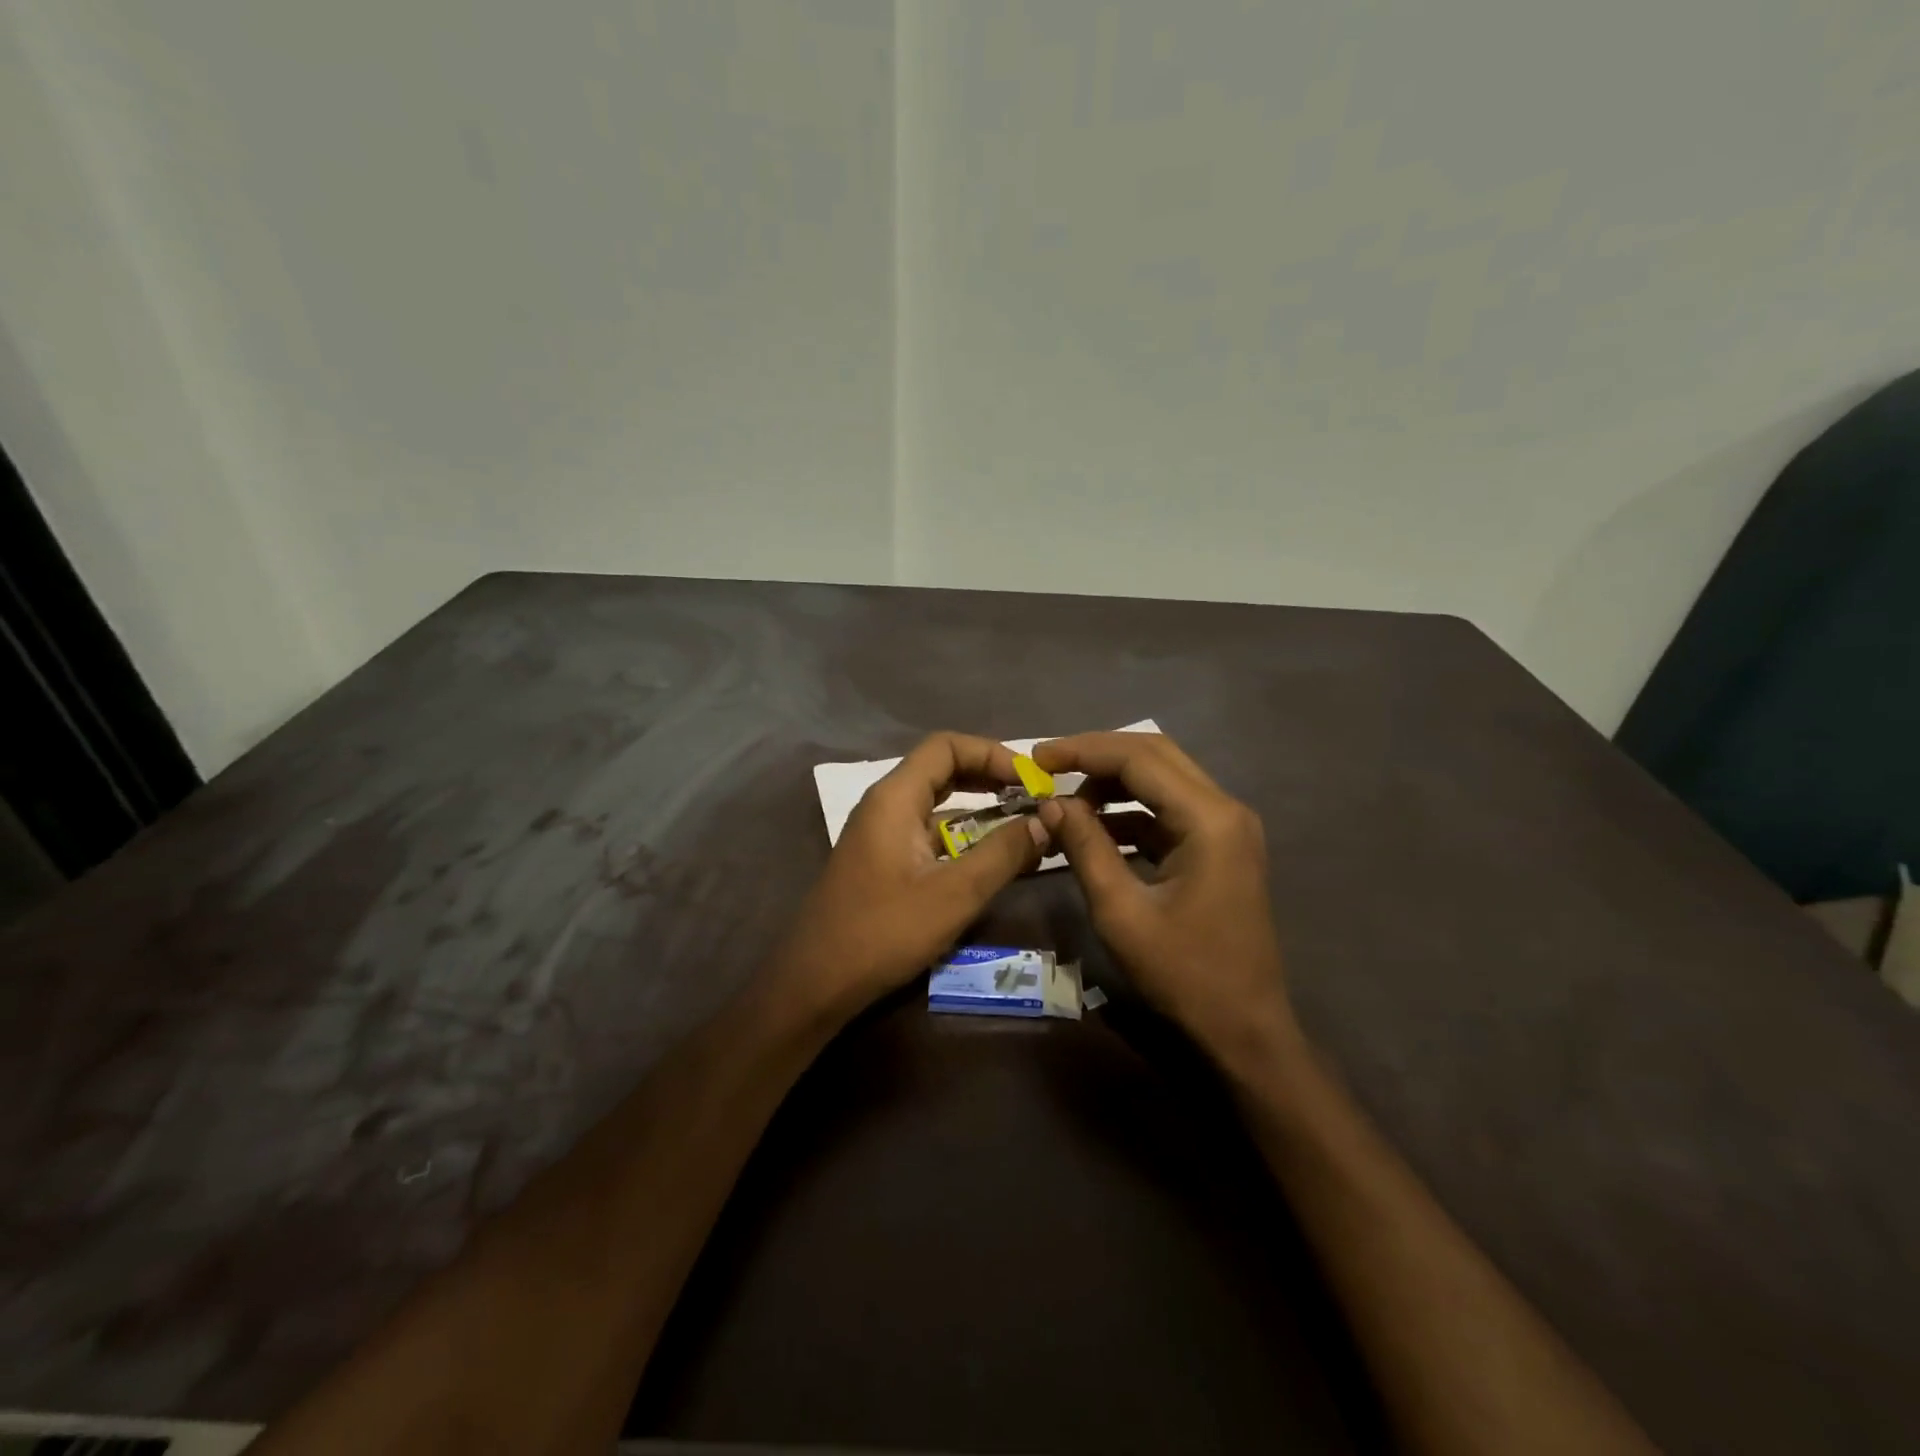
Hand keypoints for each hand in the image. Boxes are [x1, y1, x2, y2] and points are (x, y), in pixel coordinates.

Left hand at [768, 732, 1047, 1020]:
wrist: (815, 982)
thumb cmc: (883, 932)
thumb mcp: (954, 894)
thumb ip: (1003, 853)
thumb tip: (1047, 821)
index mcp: (895, 797)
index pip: (946, 746)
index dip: (992, 753)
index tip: (1030, 779)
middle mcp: (885, 805)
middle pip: (942, 769)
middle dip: (990, 778)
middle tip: (1033, 798)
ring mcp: (880, 833)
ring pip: (936, 803)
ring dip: (979, 809)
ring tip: (1023, 825)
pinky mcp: (882, 860)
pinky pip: (928, 832)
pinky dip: (962, 836)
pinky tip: (992, 859)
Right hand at [1033, 732, 1300, 1069]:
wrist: (1244, 1030)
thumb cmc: (1184, 975)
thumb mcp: (1121, 912)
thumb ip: (1085, 848)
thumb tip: (1051, 802)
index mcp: (1208, 819)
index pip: (1138, 758)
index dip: (1083, 751)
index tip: (1036, 757)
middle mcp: (1225, 809)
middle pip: (1154, 755)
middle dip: (1097, 755)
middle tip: (1047, 765)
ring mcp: (1226, 827)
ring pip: (1162, 779)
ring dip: (1112, 782)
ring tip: (1065, 801)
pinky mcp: (1219, 847)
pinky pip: (1169, 811)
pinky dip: (1130, 812)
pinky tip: (1094, 829)